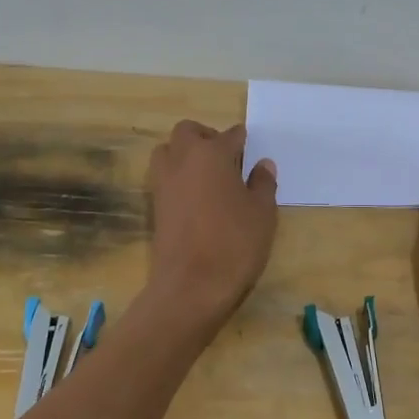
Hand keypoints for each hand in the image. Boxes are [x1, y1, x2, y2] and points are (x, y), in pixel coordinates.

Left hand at [145, 121, 278, 329]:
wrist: (191, 286)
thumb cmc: (234, 243)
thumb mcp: (262, 213)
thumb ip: (263, 183)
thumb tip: (263, 164)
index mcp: (212, 154)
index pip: (230, 135)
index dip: (242, 141)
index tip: (250, 149)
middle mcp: (183, 160)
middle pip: (188, 132)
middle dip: (206, 137)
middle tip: (226, 158)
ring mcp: (164, 182)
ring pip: (168, 151)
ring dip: (185, 154)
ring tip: (208, 177)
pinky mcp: (154, 205)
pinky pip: (164, 177)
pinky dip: (178, 177)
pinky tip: (198, 198)